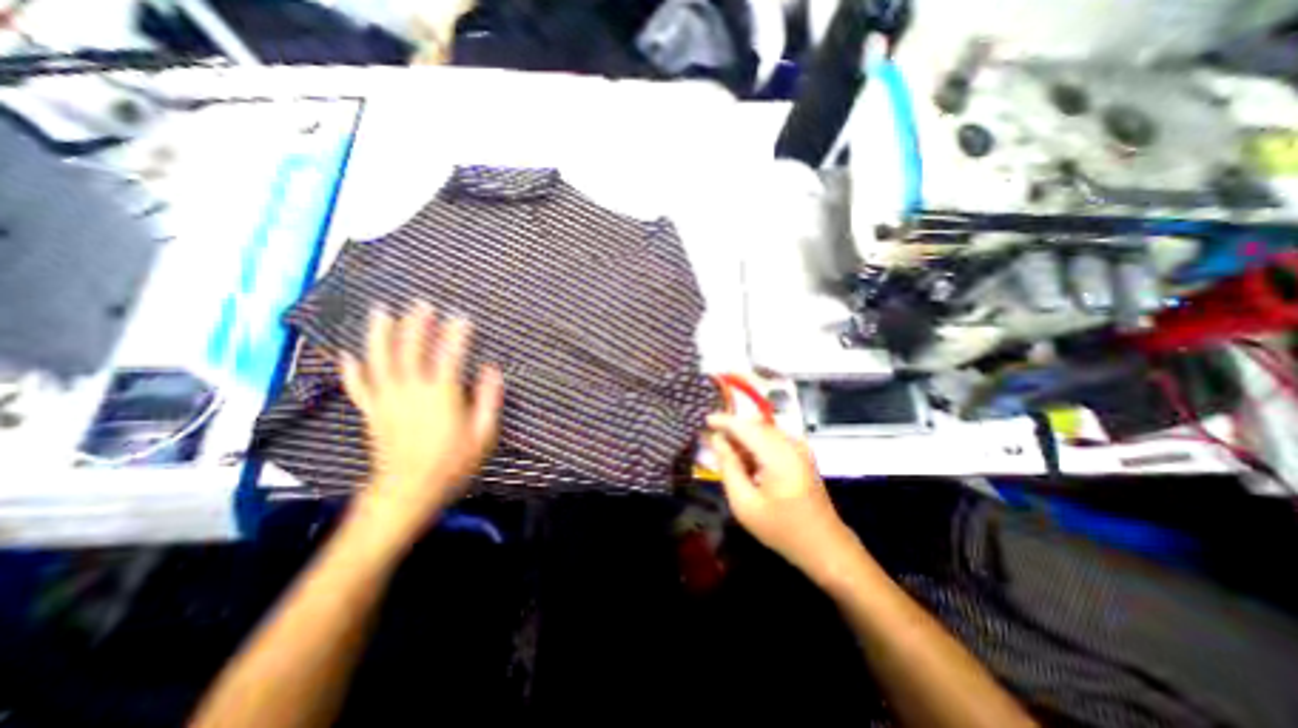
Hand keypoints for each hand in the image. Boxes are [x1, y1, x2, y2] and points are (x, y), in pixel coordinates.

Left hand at [340, 304, 500, 536]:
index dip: (456, 334)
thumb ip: (489, 399)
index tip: (461, 316)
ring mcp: (387, 400)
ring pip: (380, 360)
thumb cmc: (453, 463)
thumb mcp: (484, 434)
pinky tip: (348, 354)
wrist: (408, 491)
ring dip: (381, 334)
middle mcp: (411, 391)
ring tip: (382, 312)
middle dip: (417, 324)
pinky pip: (359, 386)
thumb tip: (492, 370)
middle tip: (421, 303)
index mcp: (441, 395)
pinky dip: (352, 369)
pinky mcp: (372, 412)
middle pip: (410, 350)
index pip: (449, 355)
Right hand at [709, 416, 860, 578]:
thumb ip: (729, 467)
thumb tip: (717, 440)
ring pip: (763, 430)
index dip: (723, 420)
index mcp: (778, 455)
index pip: (745, 427)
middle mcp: (791, 444)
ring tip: (725, 451)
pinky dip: (755, 443)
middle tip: (711, 439)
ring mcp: (799, 447)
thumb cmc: (781, 528)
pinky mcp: (801, 454)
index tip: (704, 419)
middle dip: (732, 428)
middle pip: (755, 425)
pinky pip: (772, 439)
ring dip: (743, 436)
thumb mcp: (745, 503)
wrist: (824, 545)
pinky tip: (745, 460)